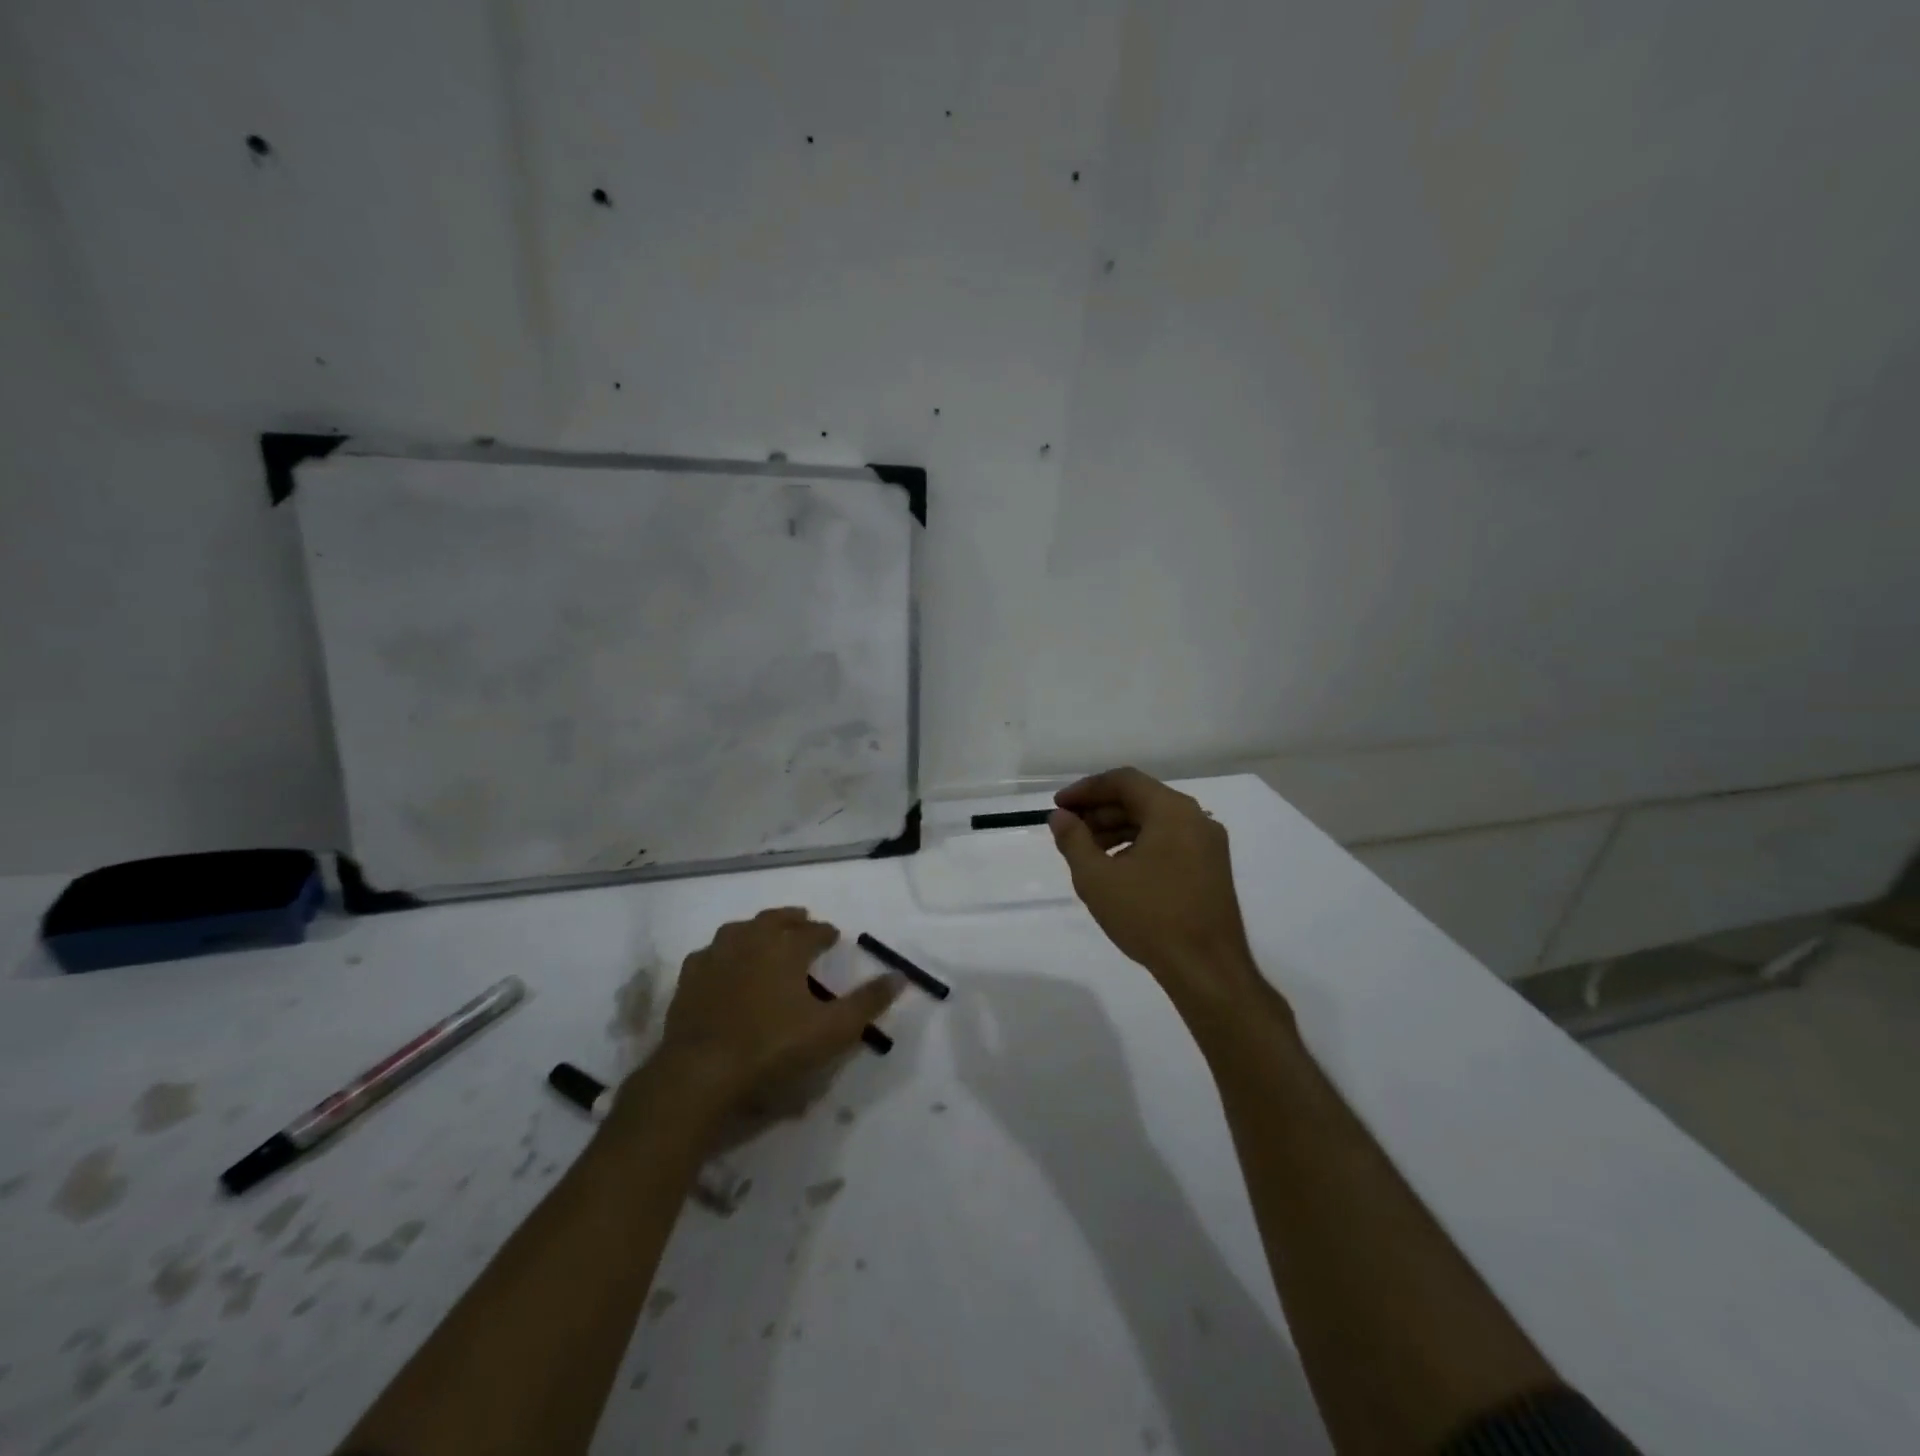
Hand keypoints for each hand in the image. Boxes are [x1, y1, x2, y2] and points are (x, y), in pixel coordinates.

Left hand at [653, 908, 901, 1112]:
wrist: (699, 1076)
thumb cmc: (772, 1050)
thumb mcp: (831, 1031)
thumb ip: (867, 1002)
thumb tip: (900, 976)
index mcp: (785, 948)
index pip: (812, 931)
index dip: (825, 933)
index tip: (833, 937)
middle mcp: (750, 942)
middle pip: (774, 920)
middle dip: (792, 920)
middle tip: (803, 923)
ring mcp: (714, 958)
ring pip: (740, 930)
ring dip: (757, 929)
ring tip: (767, 937)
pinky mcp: (688, 980)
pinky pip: (710, 953)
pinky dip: (724, 952)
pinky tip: (725, 964)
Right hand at [1049, 769, 1275, 1024]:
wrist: (1207, 970)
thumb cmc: (1149, 916)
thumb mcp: (1097, 878)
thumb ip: (1073, 840)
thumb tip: (1060, 816)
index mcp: (1172, 810)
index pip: (1124, 780)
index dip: (1086, 789)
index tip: (1059, 807)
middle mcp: (1196, 818)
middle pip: (1141, 799)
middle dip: (1100, 811)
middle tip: (1068, 831)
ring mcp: (1209, 845)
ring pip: (1155, 822)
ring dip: (1118, 829)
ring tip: (1087, 853)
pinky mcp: (1212, 869)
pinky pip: (1169, 842)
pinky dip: (1139, 846)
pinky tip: (1118, 870)